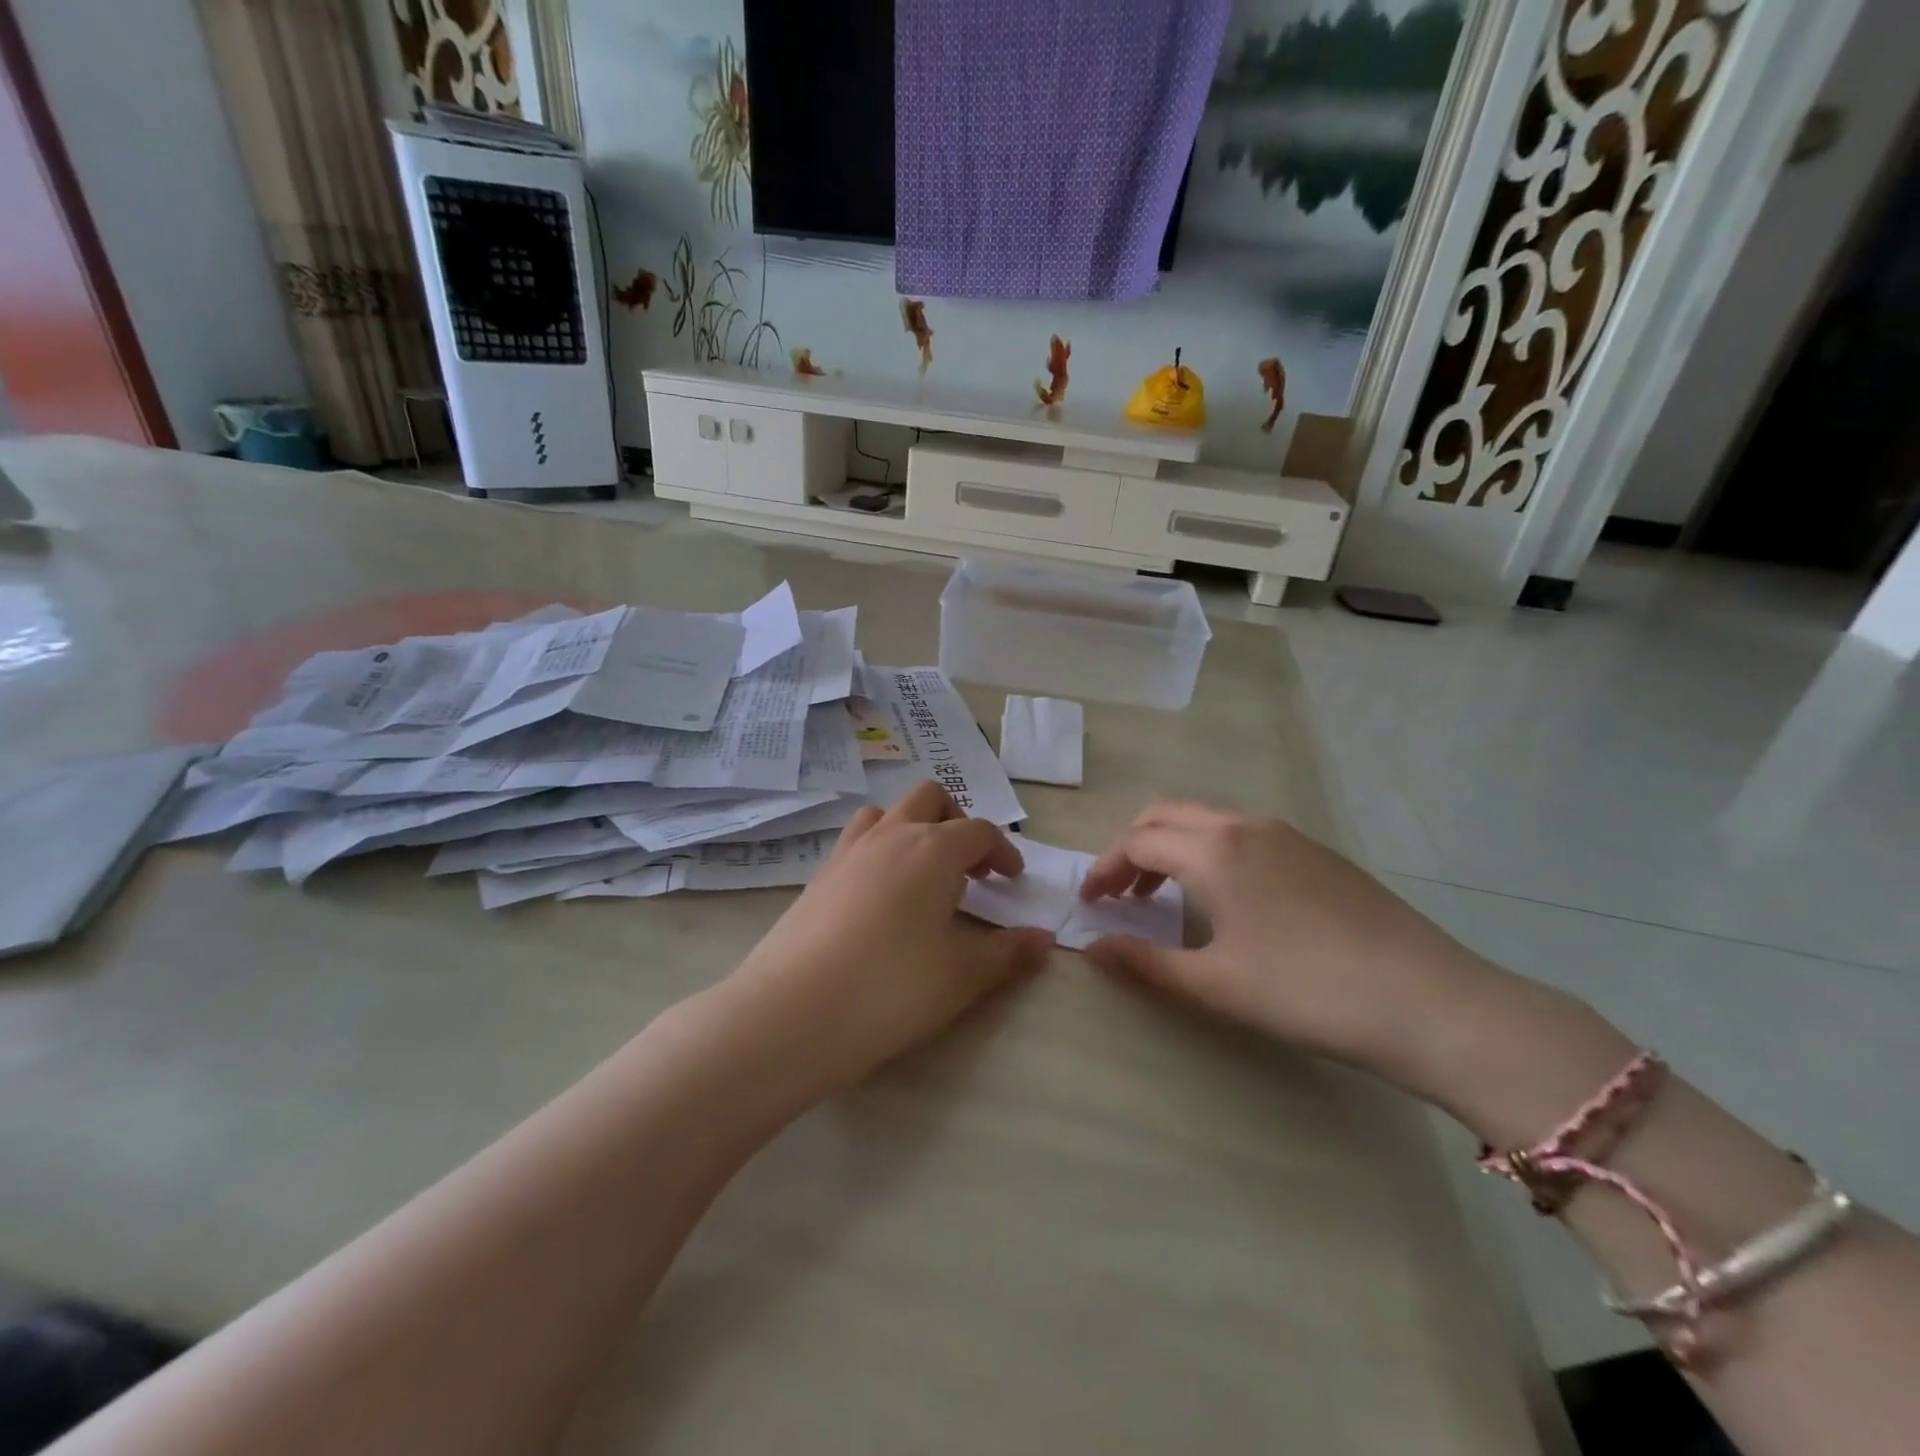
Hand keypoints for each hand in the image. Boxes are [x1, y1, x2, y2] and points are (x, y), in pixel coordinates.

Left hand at [711, 783, 1053, 1102]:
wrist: (793, 1011)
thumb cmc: (892, 988)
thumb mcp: (961, 975)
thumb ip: (1007, 953)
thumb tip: (1044, 940)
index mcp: (933, 849)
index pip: (978, 831)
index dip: (1002, 850)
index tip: (1012, 879)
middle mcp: (891, 835)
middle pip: (930, 799)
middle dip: (957, 822)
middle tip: (970, 866)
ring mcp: (848, 851)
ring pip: (886, 812)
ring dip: (912, 828)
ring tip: (923, 872)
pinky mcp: (818, 875)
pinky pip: (856, 841)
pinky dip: (878, 850)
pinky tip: (881, 896)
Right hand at [1079, 801, 1503, 1087]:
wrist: (1428, 1002)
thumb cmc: (1307, 992)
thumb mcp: (1216, 984)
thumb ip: (1145, 963)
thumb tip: (1092, 948)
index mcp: (1214, 850)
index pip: (1137, 841)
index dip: (1105, 869)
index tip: (1088, 903)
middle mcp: (1245, 826)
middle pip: (1167, 814)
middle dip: (1133, 846)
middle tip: (1121, 892)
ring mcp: (1286, 833)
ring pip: (1207, 819)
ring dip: (1172, 844)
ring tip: (1165, 894)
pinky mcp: (1316, 851)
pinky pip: (1242, 832)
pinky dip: (1209, 849)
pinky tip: (1225, 896)